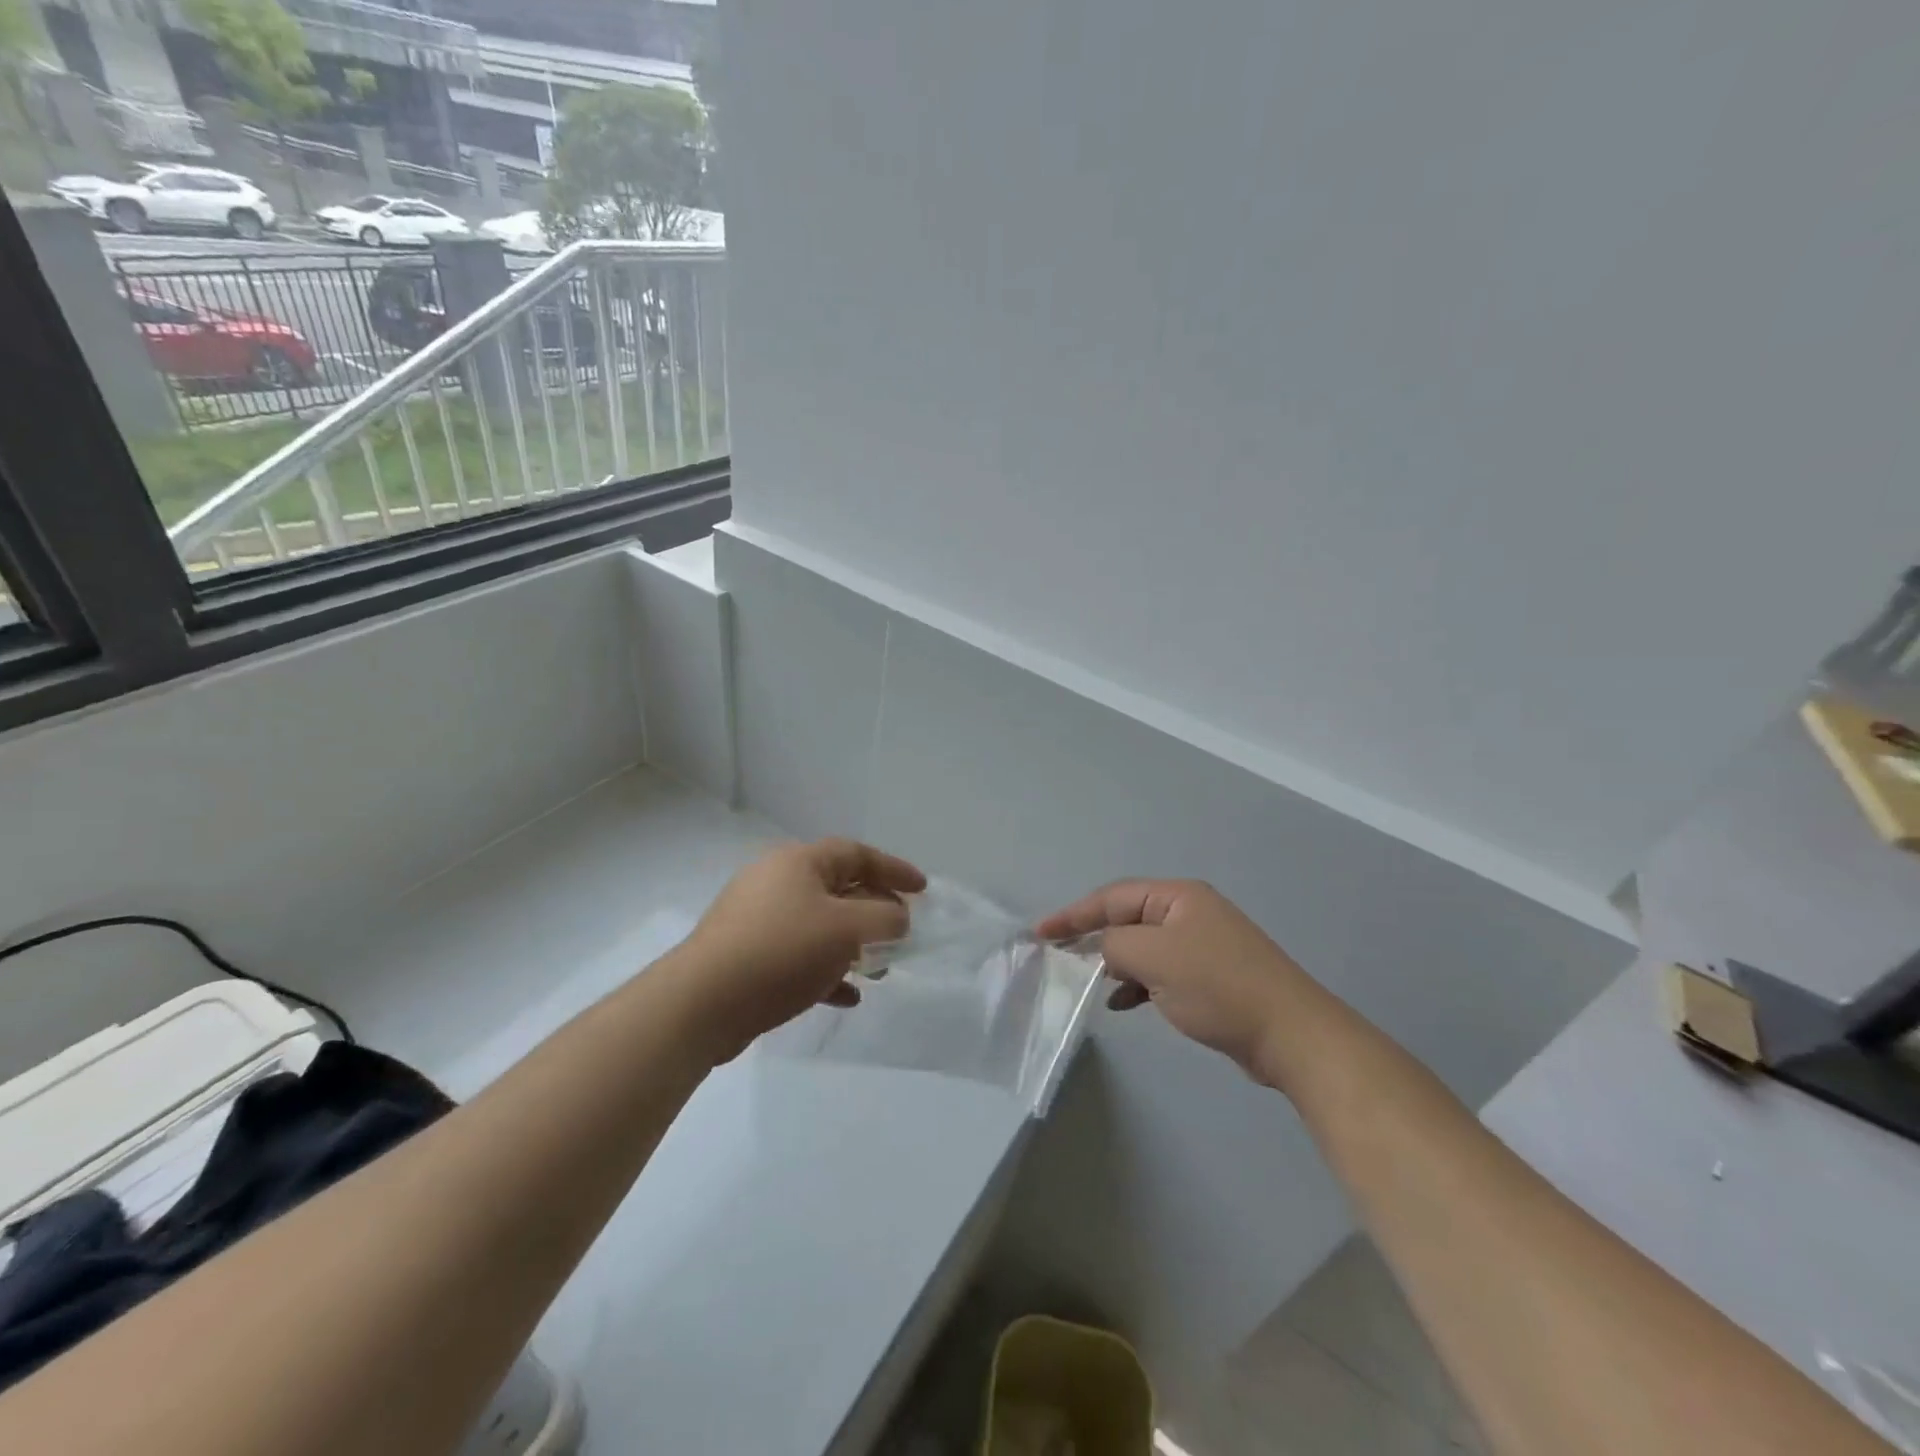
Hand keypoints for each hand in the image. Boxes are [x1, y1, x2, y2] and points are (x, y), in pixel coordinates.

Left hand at [676, 839, 925, 1061]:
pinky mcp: (747, 956)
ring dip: (853, 945)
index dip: (893, 869)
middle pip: (838, 887)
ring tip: (879, 969)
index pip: (856, 853)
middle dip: (875, 911)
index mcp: (799, 862)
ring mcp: (758, 919)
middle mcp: (777, 882)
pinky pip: (798, 955)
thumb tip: (898, 916)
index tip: (923, 889)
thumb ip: (884, 917)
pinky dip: (826, 970)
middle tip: (902, 932)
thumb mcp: (846, 929)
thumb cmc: (781, 952)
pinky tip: (846, 996)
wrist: (702, 1003)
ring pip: (819, 925)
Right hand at [1037, 880, 1323, 1084]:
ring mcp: (1201, 946)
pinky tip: (1121, 1003)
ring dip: (1115, 963)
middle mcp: (1189, 913)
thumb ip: (1115, 945)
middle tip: (1059, 956)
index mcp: (1177, 897)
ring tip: (1087, 982)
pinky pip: (1160, 972)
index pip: (1112, 897)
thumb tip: (1104, 950)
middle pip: (1127, 918)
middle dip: (1093, 937)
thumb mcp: (1154, 958)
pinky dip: (1137, 984)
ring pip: (1142, 947)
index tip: (1041, 933)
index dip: (1074, 914)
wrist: (1289, 1035)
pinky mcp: (1209, 977)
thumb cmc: (1217, 986)